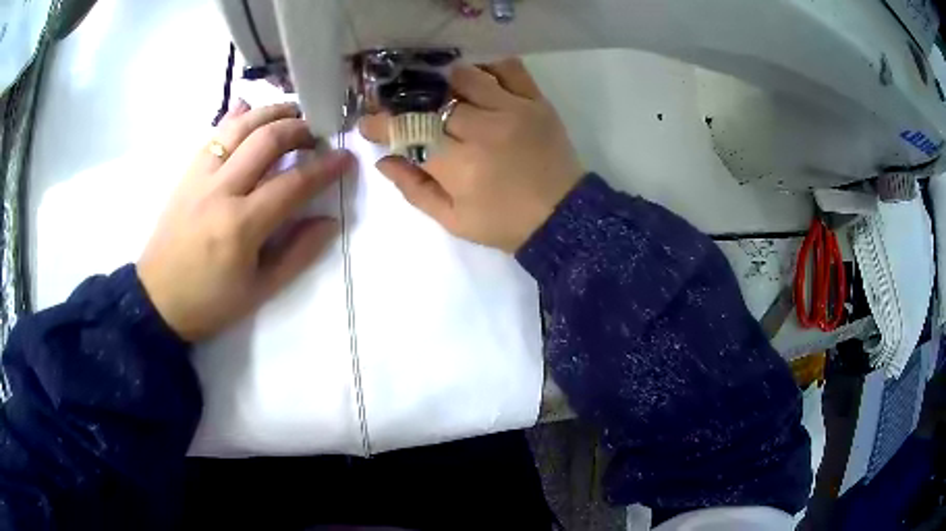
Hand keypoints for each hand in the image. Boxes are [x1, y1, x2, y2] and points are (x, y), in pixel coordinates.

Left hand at [138, 101, 353, 341]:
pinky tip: (247, 108)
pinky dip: (234, 117)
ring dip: (270, 113)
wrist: (157, 299)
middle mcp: (220, 191)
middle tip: (318, 133)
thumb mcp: (260, 290)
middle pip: (267, 140)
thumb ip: (298, 253)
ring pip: (239, 127)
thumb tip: (329, 221)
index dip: (325, 168)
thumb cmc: (210, 302)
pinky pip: (213, 135)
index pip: (293, 183)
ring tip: (291, 113)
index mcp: (241, 225)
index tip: (346, 158)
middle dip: (300, 129)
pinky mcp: (186, 174)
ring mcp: (200, 177)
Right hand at [359, 59, 583, 252]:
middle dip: (412, 105)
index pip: (409, 132)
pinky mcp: (536, 102)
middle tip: (407, 109)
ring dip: (448, 83)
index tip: (368, 122)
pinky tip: (480, 80)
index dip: (382, 125)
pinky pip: (509, 68)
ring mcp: (513, 111)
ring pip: (467, 77)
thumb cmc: (504, 223)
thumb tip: (384, 160)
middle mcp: (483, 130)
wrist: (562, 217)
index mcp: (460, 166)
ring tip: (445, 95)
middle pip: (434, 102)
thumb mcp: (453, 219)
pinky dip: (489, 67)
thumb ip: (414, 189)